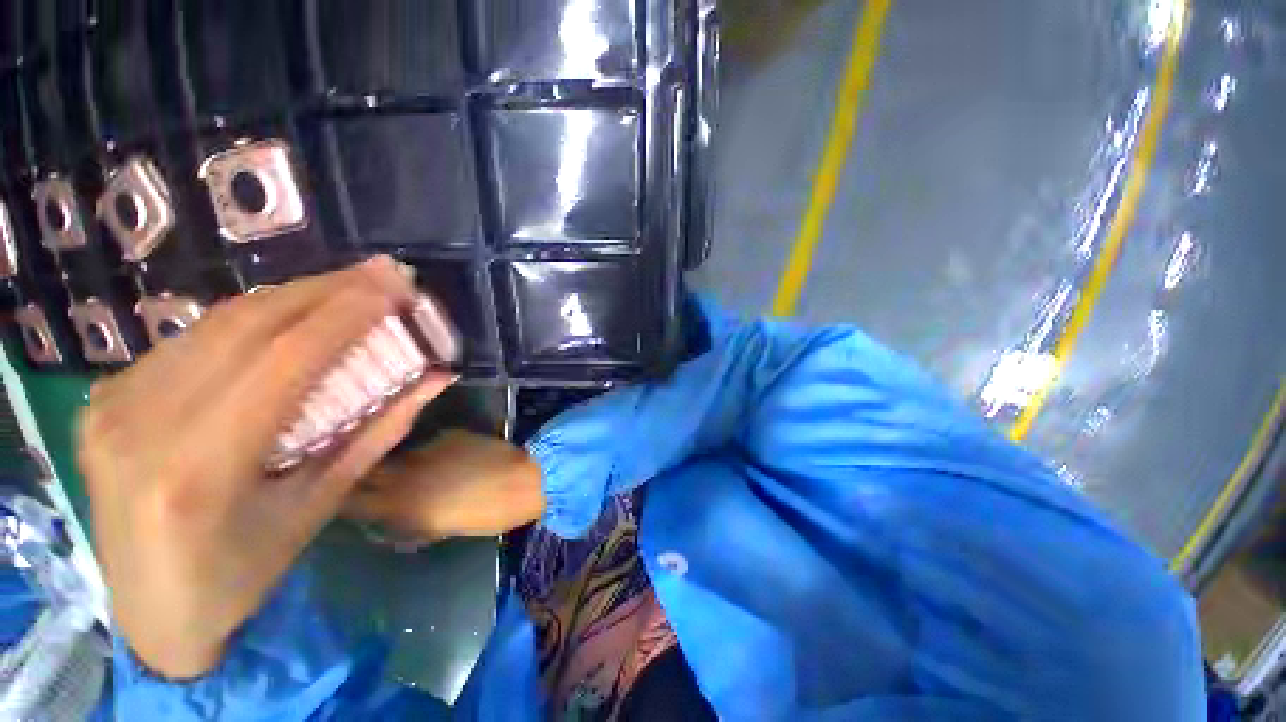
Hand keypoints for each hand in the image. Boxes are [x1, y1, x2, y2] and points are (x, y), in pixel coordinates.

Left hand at [79, 257, 454, 678]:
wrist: (150, 610)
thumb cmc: (243, 571)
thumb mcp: (318, 505)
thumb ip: (378, 431)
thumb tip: (434, 378)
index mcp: (200, 469)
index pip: (284, 360)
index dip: (346, 314)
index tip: (394, 284)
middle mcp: (143, 425)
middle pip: (246, 327)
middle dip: (325, 290)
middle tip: (381, 272)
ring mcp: (113, 405)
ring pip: (214, 324)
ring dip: (291, 298)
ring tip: (347, 287)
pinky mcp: (105, 398)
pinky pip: (190, 342)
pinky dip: (250, 321)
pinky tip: (288, 317)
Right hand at [344, 430, 544, 542]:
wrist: (527, 480)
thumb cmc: (489, 514)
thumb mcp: (442, 528)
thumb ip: (410, 521)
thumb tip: (390, 519)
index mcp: (401, 506)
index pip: (350, 501)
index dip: (340, 498)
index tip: (334, 497)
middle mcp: (405, 474)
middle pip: (364, 469)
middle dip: (358, 473)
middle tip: (356, 477)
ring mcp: (427, 449)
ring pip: (396, 454)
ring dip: (395, 460)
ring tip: (403, 467)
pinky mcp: (448, 434)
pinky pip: (428, 443)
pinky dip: (430, 451)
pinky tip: (445, 457)